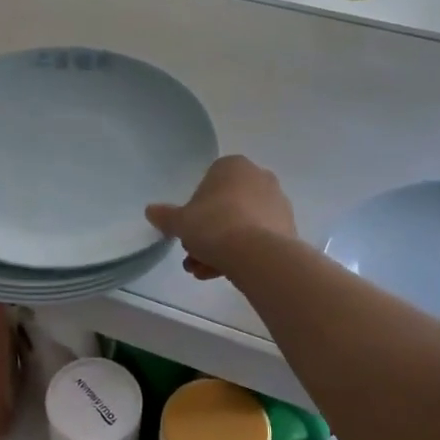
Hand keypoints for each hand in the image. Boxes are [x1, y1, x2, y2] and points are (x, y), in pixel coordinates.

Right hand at [146, 155, 295, 280]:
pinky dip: (241, 254)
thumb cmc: (214, 225)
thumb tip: (150, 211)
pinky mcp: (288, 229)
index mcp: (233, 166)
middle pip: (225, 208)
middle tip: (193, 255)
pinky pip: (257, 239)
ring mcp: (277, 203)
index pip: (208, 184)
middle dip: (207, 234)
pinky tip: (224, 273)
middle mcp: (259, 178)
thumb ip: (166, 216)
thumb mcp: (180, 222)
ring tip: (204, 272)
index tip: (188, 231)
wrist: (257, 254)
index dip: (194, 210)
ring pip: (240, 225)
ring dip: (220, 248)